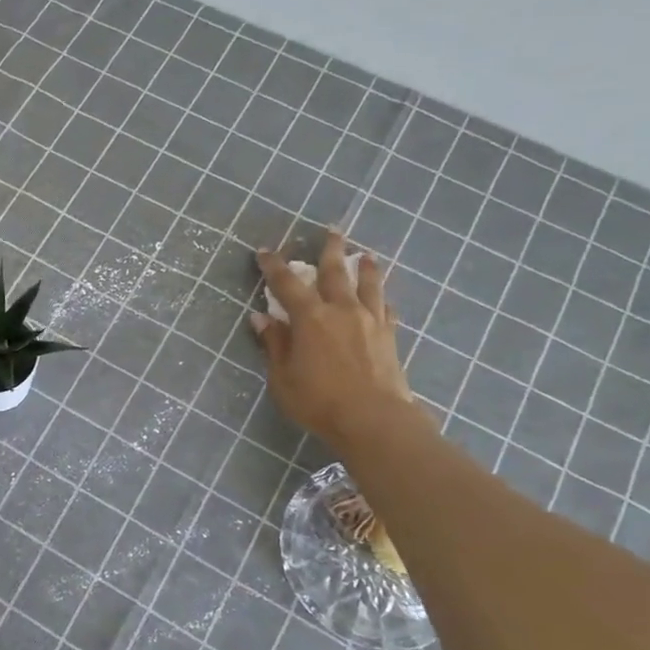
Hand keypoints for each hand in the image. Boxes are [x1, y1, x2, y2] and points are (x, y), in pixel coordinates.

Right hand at [250, 231, 423, 448]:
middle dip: (330, 249)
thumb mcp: (283, 377)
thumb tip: (261, 318)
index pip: (287, 283)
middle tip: (332, 230)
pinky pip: (384, 309)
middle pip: (335, 271)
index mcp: (310, 317)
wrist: (373, 419)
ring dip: (365, 267)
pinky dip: (380, 299)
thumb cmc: (318, 401)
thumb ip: (274, 345)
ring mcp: (369, 321)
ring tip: (365, 255)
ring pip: (368, 284)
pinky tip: (382, 299)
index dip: (273, 266)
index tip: (264, 251)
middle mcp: (341, 310)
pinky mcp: (389, 336)